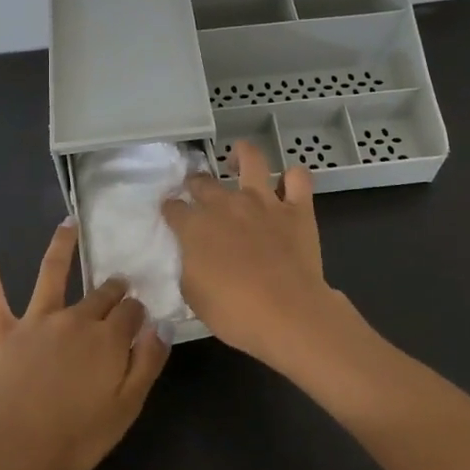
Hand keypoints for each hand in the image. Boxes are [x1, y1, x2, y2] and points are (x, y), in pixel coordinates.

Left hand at [0, 221, 169, 469]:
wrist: (15, 448)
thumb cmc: (76, 436)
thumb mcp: (127, 408)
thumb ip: (148, 363)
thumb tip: (163, 325)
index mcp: (108, 338)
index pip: (131, 312)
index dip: (138, 313)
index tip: (140, 318)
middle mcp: (75, 318)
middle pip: (100, 293)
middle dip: (113, 286)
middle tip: (119, 284)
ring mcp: (37, 320)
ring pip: (51, 273)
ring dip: (62, 245)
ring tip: (69, 223)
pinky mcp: (2, 329)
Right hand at [162, 141, 348, 368]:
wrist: (288, 314)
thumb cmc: (234, 312)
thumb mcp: (193, 295)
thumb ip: (188, 267)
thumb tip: (190, 255)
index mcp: (195, 226)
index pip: (173, 208)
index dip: (170, 209)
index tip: (172, 215)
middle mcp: (226, 204)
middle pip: (203, 181)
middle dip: (195, 183)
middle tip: (198, 192)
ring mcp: (263, 201)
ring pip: (251, 158)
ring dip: (242, 155)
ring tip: (237, 161)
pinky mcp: (297, 208)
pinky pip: (298, 178)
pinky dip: (293, 178)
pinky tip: (288, 185)